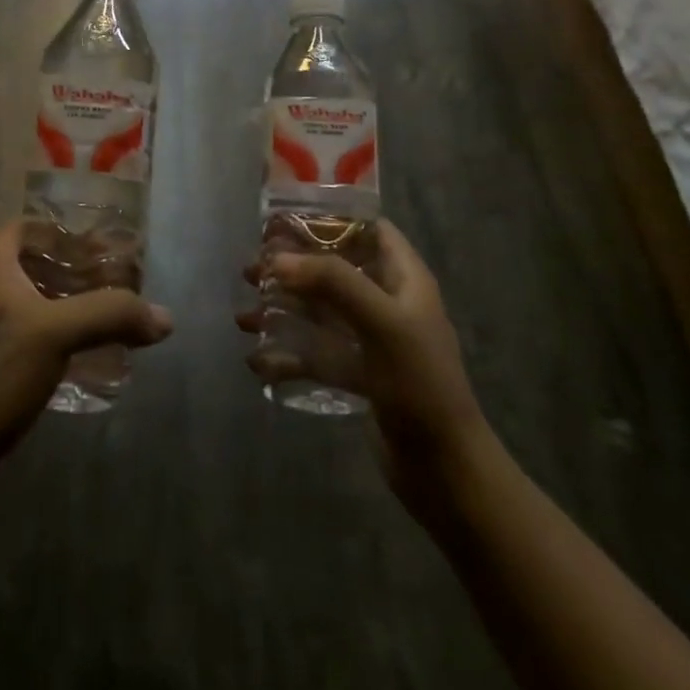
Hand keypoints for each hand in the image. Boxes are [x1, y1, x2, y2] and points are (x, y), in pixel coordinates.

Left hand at [0, 223, 173, 471]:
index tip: (100, 249)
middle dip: (71, 271)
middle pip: (30, 265)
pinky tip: (76, 358)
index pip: (27, 228)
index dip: (63, 233)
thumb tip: (165, 318)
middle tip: (111, 285)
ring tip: (101, 319)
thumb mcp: (58, 334)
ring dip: (63, 305)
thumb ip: (111, 315)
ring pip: (27, 302)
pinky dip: (51, 336)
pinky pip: (21, 335)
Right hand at [237, 220, 488, 511]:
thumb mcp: (381, 323)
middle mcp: (387, 301)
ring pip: (319, 311)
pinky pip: (316, 353)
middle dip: (292, 267)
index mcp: (404, 279)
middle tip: (252, 269)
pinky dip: (288, 354)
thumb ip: (333, 282)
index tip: (283, 220)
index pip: (368, 229)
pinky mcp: (358, 374)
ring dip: (282, 310)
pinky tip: (258, 361)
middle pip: (334, 268)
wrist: (445, 471)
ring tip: (244, 317)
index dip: (329, 218)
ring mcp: (371, 339)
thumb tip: (278, 259)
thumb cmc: (419, 383)